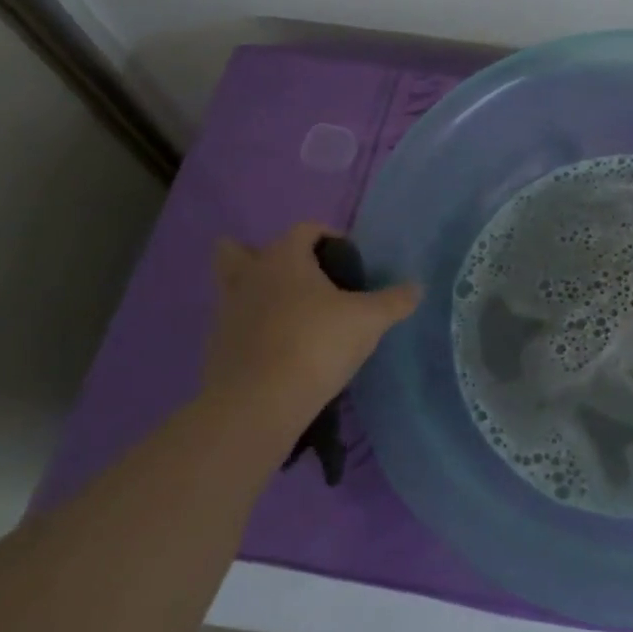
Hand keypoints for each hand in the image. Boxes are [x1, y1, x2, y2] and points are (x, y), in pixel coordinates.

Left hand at [200, 224, 420, 450]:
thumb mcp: (369, 321)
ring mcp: (226, 311)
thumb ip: (394, 301)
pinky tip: (277, 348)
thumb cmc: (317, 343)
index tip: (348, 259)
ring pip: (232, 288)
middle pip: (239, 250)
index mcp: (284, 258)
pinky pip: (233, 324)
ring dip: (254, 292)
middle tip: (299, 278)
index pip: (305, 229)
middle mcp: (249, 276)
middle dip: (264, 256)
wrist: (259, 402)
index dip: (328, 236)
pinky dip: (250, 329)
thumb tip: (416, 288)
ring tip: (288, 314)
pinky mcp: (216, 346)